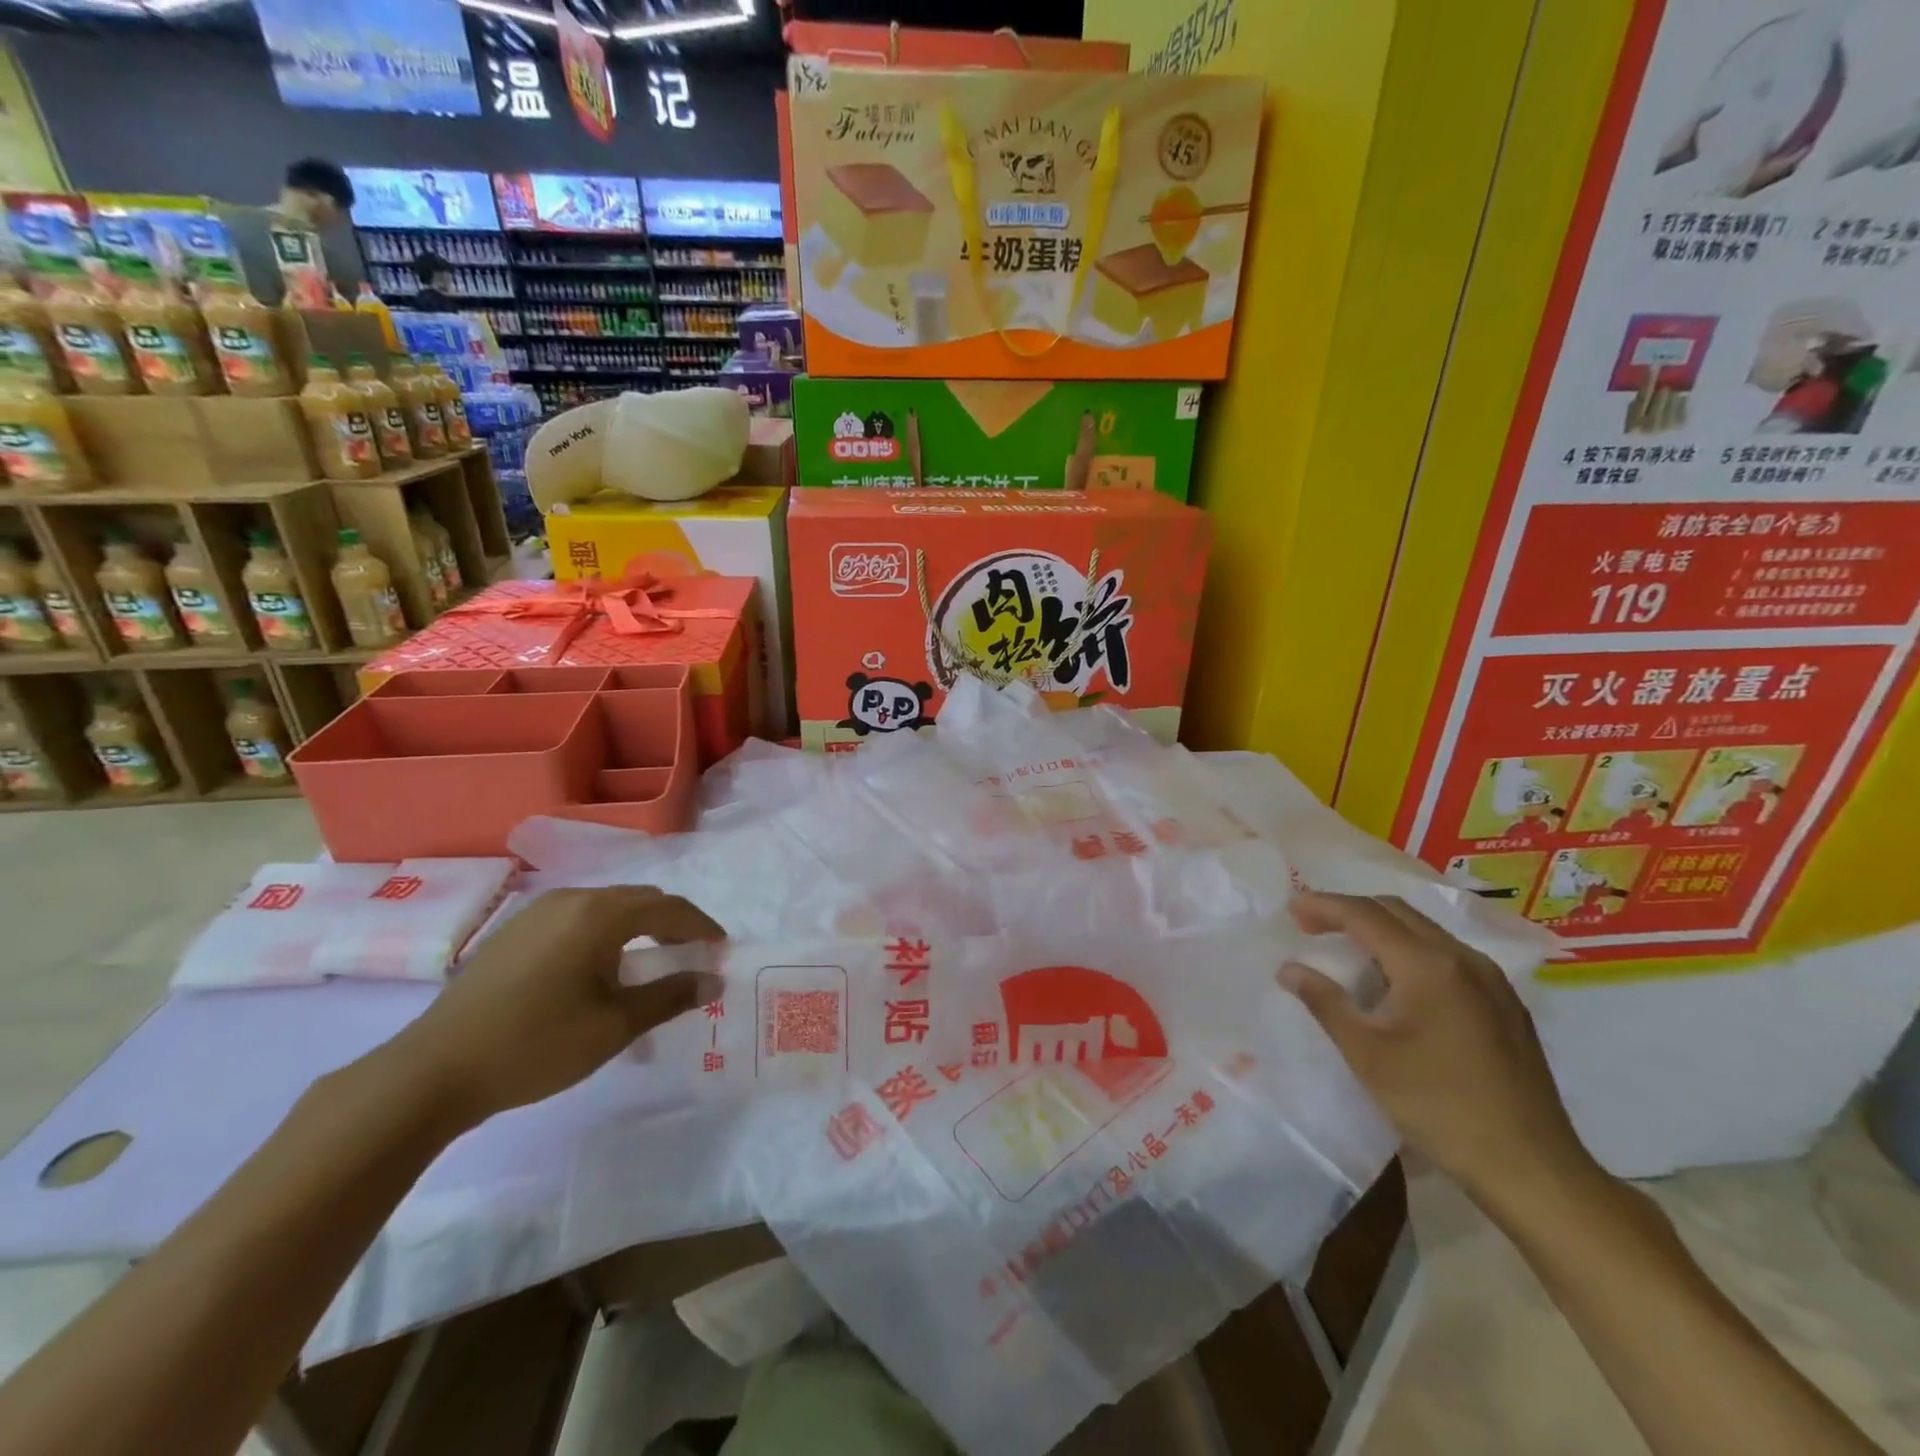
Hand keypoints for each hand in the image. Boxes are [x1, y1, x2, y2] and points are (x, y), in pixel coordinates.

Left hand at [393, 887, 723, 1130]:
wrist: (433, 1071)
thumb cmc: (537, 1043)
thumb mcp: (615, 1026)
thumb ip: (670, 996)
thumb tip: (713, 981)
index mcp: (601, 914)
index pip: (669, 907)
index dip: (701, 926)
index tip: (721, 948)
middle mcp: (571, 899)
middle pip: (638, 900)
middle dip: (671, 924)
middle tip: (691, 955)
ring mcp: (537, 913)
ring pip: (605, 908)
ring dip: (636, 928)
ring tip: (648, 964)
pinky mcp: (513, 933)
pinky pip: (576, 920)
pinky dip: (603, 935)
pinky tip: (598, 971)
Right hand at [1280, 892, 1594, 1208]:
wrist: (1531, 1167)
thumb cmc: (1438, 1105)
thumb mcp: (1367, 1054)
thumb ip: (1325, 1002)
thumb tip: (1289, 969)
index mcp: (1428, 965)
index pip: (1366, 915)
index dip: (1324, 906)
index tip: (1291, 909)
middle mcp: (1463, 959)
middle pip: (1397, 912)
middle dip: (1349, 911)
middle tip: (1311, 925)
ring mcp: (1491, 980)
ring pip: (1425, 931)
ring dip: (1380, 929)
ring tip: (1346, 949)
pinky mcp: (1505, 1003)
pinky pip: (1447, 955)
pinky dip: (1409, 950)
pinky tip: (1395, 982)